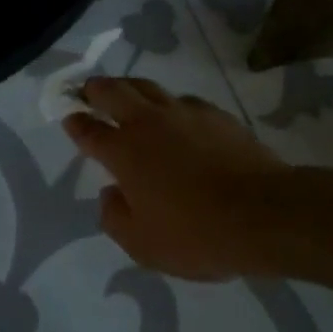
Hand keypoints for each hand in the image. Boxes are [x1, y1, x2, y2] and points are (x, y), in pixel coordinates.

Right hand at [64, 78, 287, 280]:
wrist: (263, 214)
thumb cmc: (196, 234)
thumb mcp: (143, 245)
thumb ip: (116, 217)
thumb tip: (110, 193)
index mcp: (124, 152)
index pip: (90, 130)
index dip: (75, 122)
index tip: (69, 117)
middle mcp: (149, 123)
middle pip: (113, 91)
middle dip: (95, 88)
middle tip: (87, 90)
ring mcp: (184, 113)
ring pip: (148, 86)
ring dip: (130, 87)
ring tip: (125, 93)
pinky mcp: (215, 114)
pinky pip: (183, 101)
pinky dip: (170, 105)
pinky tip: (176, 116)